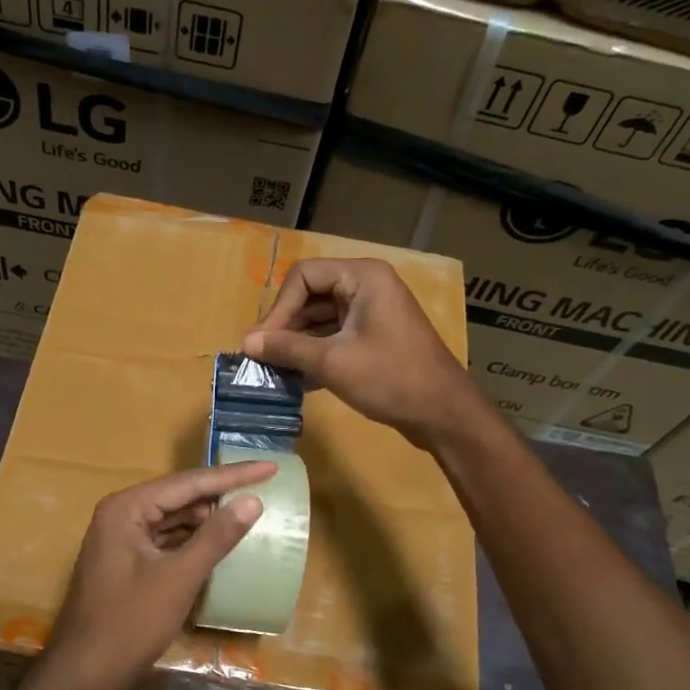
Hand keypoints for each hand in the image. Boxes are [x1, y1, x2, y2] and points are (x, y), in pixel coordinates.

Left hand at [42, 462, 273, 689]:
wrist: (85, 675)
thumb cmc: (130, 622)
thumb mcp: (179, 577)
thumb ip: (216, 537)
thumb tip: (252, 501)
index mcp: (126, 508)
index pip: (188, 482)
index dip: (232, 475)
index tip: (270, 467)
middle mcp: (121, 515)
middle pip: (179, 497)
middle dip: (220, 495)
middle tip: (264, 489)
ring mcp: (121, 541)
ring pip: (173, 520)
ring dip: (208, 519)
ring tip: (249, 513)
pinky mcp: (127, 565)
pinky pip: (166, 542)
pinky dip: (193, 542)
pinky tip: (219, 545)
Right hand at [243, 258, 481, 449]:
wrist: (443, 413)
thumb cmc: (391, 378)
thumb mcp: (333, 362)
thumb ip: (287, 349)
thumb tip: (246, 342)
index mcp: (362, 277)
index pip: (304, 277)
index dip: (278, 308)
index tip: (262, 342)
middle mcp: (367, 287)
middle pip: (310, 296)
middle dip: (285, 327)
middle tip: (262, 358)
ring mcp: (371, 313)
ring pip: (320, 319)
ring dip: (297, 344)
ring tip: (273, 371)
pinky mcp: (373, 338)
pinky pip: (334, 337)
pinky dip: (314, 354)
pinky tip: (296, 380)